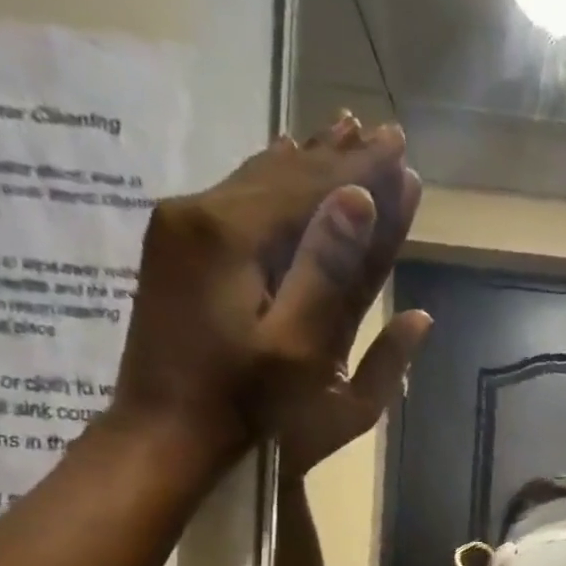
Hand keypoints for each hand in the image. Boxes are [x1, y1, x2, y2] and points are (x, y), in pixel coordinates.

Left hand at [111, 112, 431, 473]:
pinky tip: (282, 157)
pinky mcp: (176, 249)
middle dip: (339, 158)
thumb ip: (331, 274)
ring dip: (307, 163)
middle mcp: (199, 213)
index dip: (362, 170)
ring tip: (344, 133)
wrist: (163, 433)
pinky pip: (237, 198)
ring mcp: (180, 228)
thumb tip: (361, 202)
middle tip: (384, 132)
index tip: (402, 146)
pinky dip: (271, 180)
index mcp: (231, 234)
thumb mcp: (300, 350)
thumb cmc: (247, 406)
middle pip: (284, 175)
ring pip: (258, 181)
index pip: (312, 187)